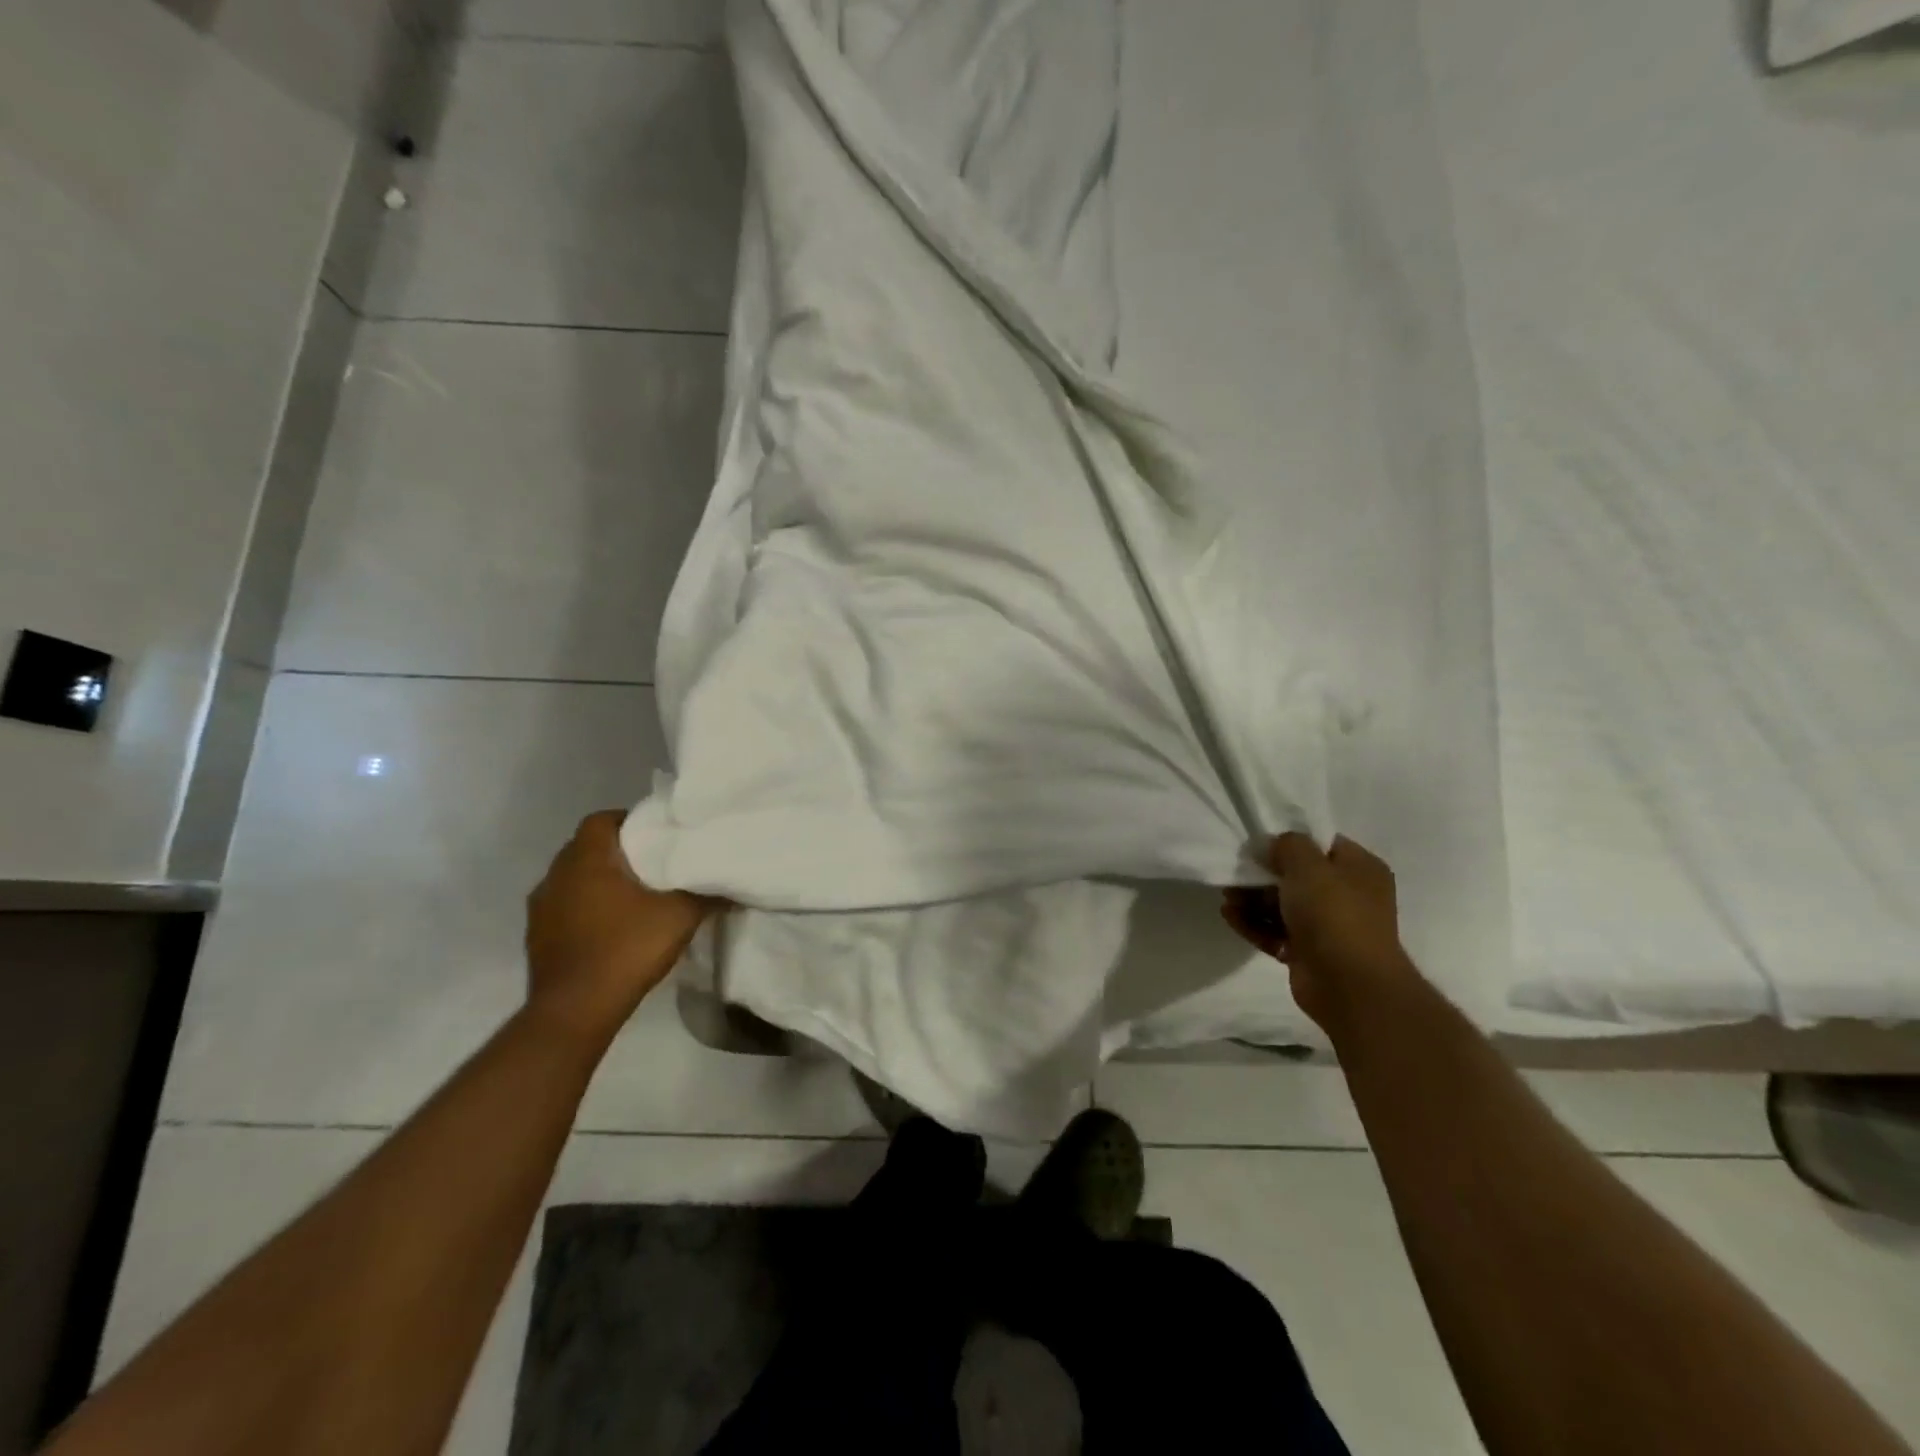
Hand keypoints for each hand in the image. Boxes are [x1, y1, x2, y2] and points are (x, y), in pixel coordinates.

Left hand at [524, 811, 720, 1043]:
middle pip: (585, 848)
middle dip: (616, 852)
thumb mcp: (680, 916)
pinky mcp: (536, 937)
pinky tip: (610, 928)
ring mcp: (540, 908)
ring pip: (572, 879)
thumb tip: (729, 882)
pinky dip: (584, 909)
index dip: (628, 821)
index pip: (601, 820)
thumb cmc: (626, 949)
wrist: (574, 1011)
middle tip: (651, 865)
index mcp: (586, 860)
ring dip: (597, 882)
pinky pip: (563, 908)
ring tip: (632, 897)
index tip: (655, 835)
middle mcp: (555, 876)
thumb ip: (705, 893)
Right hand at [1221, 833, 1416, 1034]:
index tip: (1259, 845)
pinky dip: (1254, 924)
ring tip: (1227, 899)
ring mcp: (1329, 927)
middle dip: (1262, 876)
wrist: (1349, 985)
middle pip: (1297, 877)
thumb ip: (1288, 845)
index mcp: (1360, 870)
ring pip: (1283, 906)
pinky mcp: (1308, 953)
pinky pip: (1276, 932)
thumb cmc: (1334, 914)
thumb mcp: (1308, 865)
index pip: (1322, 846)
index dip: (1290, 843)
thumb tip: (1274, 846)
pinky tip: (1229, 917)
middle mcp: (1348, 896)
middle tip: (1234, 875)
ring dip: (1252, 901)